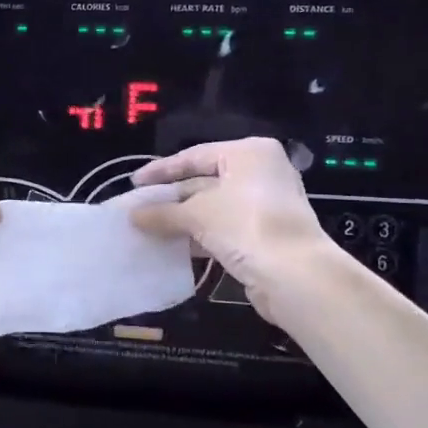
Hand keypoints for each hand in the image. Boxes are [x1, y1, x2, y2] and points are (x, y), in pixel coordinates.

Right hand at [128, 138, 332, 322]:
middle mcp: (260, 172)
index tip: (134, 183)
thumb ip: (163, 213)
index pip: (195, 156)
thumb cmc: (245, 225)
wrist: (295, 275)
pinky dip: (200, 234)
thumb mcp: (197, 214)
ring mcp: (265, 204)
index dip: (161, 170)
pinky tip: (174, 245)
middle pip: (204, 180)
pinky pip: (224, 227)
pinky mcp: (265, 234)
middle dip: (171, 197)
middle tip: (139, 208)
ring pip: (214, 206)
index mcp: (248, 153)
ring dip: (183, 218)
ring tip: (149, 228)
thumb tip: (133, 216)